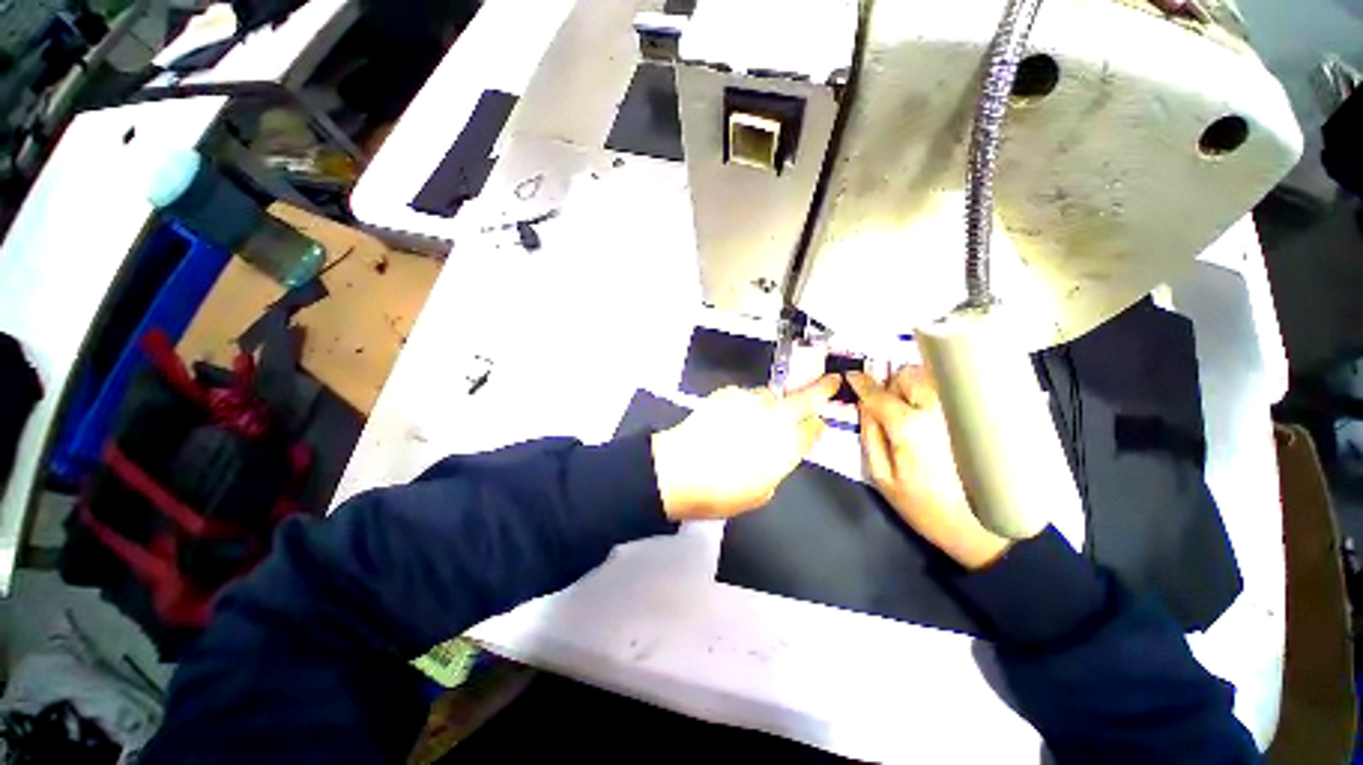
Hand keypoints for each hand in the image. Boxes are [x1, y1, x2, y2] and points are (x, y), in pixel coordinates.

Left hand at [652, 375, 840, 521]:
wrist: (676, 472)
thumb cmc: (719, 493)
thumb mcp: (760, 492)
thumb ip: (779, 466)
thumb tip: (782, 449)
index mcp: (785, 448)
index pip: (813, 429)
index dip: (818, 425)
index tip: (819, 423)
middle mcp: (773, 419)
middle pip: (805, 398)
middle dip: (821, 389)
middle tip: (831, 381)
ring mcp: (750, 402)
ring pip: (773, 394)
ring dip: (776, 401)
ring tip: (761, 414)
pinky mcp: (727, 394)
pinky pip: (747, 394)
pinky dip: (748, 402)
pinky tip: (735, 416)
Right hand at [847, 368, 1011, 569]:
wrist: (986, 530)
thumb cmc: (927, 508)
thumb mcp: (882, 477)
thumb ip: (870, 435)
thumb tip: (864, 406)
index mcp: (909, 426)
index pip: (878, 393)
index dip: (861, 383)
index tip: (852, 376)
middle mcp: (938, 408)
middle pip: (907, 374)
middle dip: (891, 385)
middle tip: (888, 406)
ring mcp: (962, 411)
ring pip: (932, 377)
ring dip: (914, 386)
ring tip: (913, 412)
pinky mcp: (979, 417)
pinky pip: (951, 391)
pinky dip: (936, 393)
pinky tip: (935, 417)